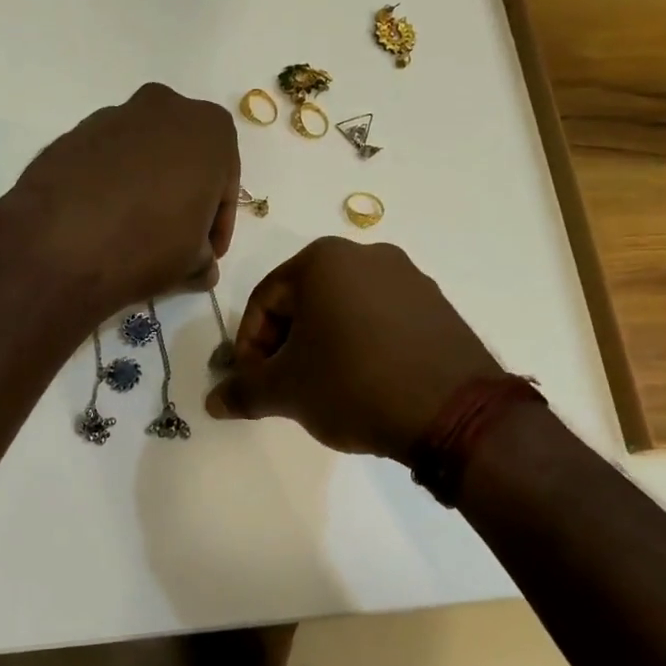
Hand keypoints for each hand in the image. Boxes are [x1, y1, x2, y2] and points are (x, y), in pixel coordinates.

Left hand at [8, 84, 239, 314]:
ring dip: (147, 186)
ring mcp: (114, 115)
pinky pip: (106, 160)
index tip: (209, 253)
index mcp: (210, 128)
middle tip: (177, 237)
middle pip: (185, 158)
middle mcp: (165, 106)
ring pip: (144, 155)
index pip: (225, 183)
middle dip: (184, 195)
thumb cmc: (149, 244)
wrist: (61, 243)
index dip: (219, 223)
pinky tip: (103, 220)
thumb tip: (200, 264)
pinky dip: (111, 184)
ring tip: (135, 231)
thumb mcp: (194, 262)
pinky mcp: (74, 132)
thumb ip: (205, 257)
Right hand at [206, 238, 501, 461]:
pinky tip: (364, 382)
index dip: (248, 345)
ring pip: (343, 309)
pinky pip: (380, 318)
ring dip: (322, 345)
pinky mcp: (436, 304)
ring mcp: (408, 277)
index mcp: (323, 259)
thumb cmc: (353, 384)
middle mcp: (367, 254)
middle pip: (304, 300)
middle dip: (286, 344)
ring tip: (323, 388)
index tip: (252, 382)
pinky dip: (361, 344)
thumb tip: (213, 402)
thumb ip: (244, 391)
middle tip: (284, 386)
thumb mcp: (287, 391)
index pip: (265, 300)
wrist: (452, 411)